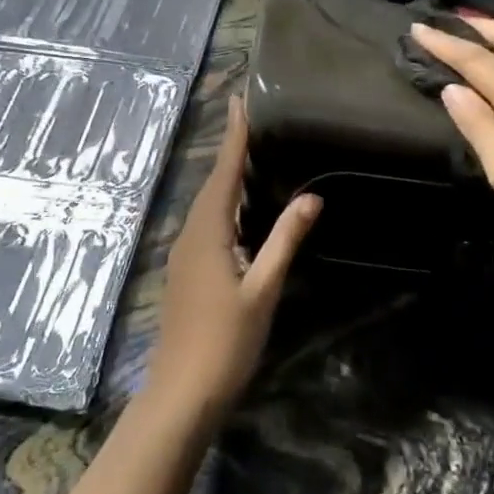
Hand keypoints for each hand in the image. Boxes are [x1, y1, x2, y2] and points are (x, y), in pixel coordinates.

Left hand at [147, 95, 319, 422]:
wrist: (181, 392)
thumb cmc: (226, 342)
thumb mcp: (263, 289)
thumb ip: (285, 241)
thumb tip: (311, 197)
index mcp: (208, 234)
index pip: (225, 174)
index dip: (235, 137)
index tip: (239, 101)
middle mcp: (190, 236)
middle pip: (212, 185)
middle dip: (230, 151)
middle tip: (250, 120)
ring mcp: (183, 255)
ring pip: (207, 206)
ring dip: (226, 178)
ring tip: (250, 155)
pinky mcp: (185, 272)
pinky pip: (205, 225)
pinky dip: (223, 206)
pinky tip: (240, 211)